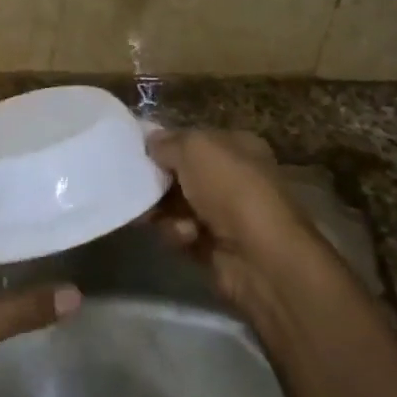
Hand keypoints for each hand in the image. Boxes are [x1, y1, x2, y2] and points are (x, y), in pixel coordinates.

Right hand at [146, 128, 354, 334]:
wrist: (260, 256)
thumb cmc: (230, 189)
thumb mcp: (194, 149)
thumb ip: (167, 142)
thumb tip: (150, 142)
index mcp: (236, 147)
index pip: (193, 139)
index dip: (165, 144)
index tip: (137, 152)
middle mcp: (233, 177)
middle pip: (181, 174)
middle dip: (158, 181)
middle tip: (136, 185)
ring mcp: (225, 214)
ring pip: (176, 206)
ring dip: (164, 211)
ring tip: (158, 217)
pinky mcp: (215, 246)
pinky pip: (182, 234)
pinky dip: (178, 235)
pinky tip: (186, 238)